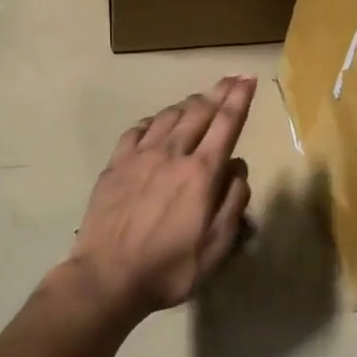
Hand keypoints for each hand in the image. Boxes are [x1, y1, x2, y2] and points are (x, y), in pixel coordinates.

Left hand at [69, 76, 256, 318]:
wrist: (107, 277)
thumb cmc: (169, 268)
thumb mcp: (216, 246)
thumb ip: (233, 202)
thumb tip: (237, 166)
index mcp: (200, 173)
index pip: (226, 124)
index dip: (240, 99)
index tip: (249, 79)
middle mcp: (172, 154)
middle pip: (199, 112)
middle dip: (219, 92)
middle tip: (231, 79)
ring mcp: (139, 156)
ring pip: (169, 116)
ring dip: (189, 103)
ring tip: (200, 99)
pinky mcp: (115, 164)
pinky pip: (138, 130)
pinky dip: (155, 120)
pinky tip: (158, 122)